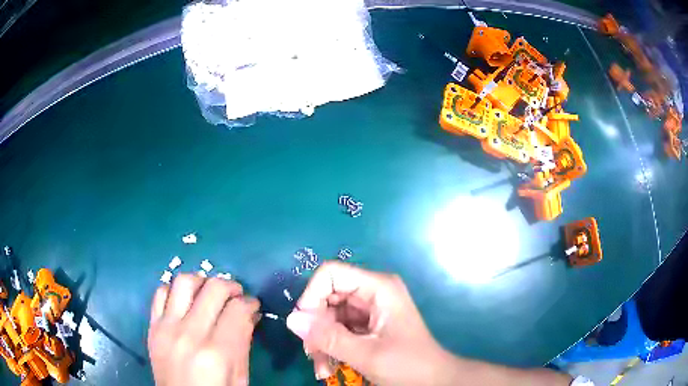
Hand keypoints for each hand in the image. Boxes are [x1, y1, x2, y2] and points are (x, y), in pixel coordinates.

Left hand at [148, 274, 259, 385]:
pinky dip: (175, 290)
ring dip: (202, 282)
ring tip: (210, 293)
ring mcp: (167, 327)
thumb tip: (249, 313)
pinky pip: (160, 292)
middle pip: (213, 288)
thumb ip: (243, 343)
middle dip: (231, 286)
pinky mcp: (152, 326)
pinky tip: (185, 300)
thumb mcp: (240, 378)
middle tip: (236, 295)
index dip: (250, 303)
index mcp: (217, 353)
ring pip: (184, 281)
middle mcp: (190, 334)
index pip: (238, 309)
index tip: (253, 305)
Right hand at [285, 261, 451, 384]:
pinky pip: (337, 330)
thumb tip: (291, 319)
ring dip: (320, 343)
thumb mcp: (367, 354)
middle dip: (315, 327)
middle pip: (327, 297)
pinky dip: (329, 347)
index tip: (305, 326)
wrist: (433, 381)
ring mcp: (369, 309)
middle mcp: (372, 293)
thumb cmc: (408, 366)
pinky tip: (328, 367)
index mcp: (378, 288)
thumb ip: (329, 338)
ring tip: (322, 369)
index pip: (331, 274)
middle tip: (311, 354)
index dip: (312, 296)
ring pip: (328, 317)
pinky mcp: (366, 325)